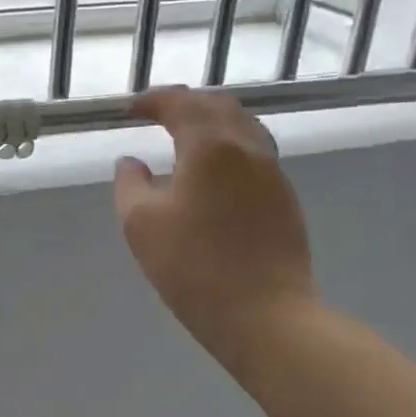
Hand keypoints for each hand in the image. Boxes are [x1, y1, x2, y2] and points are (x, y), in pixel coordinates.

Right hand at [113, 88, 317, 366]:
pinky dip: (228, 146)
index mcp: (210, 146)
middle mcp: (247, 148)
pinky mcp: (286, 199)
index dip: (152, 101)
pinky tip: (212, 173)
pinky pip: (255, 153)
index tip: (130, 112)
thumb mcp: (140, 223)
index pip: (181, 104)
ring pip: (243, 127)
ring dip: (211, 122)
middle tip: (157, 117)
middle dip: (185, 104)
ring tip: (186, 138)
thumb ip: (130, 183)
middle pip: (218, 106)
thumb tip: (132, 163)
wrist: (266, 315)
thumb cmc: (193, 266)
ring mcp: (273, 173)